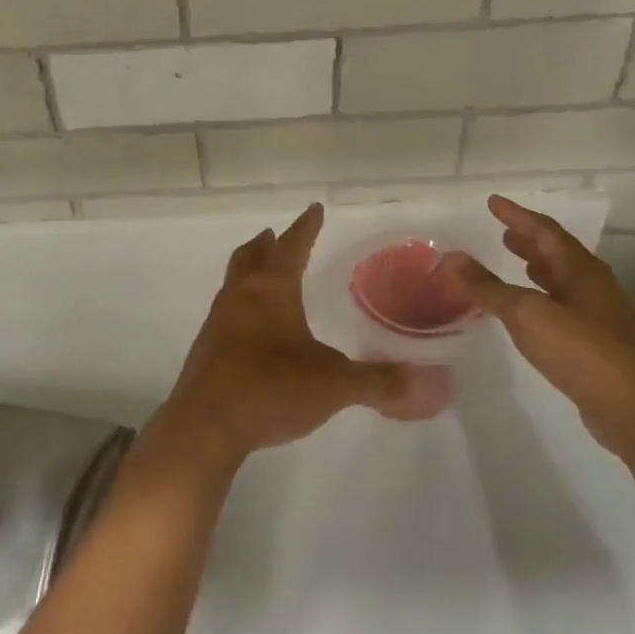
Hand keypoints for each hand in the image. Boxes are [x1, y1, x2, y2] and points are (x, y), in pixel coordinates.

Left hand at [151, 204, 450, 469]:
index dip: (306, 228)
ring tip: (263, 273)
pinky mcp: (207, 349)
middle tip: (275, 234)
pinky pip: (226, 312)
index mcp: (271, 290)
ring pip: (234, 282)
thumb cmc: (271, 388)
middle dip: (267, 244)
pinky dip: (241, 304)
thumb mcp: (334, 385)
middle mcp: (240, 296)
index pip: (292, 246)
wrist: (206, 425)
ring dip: (249, 271)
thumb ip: (380, 382)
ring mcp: (218, 322)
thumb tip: (428, 383)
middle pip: (251, 256)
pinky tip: (251, 328)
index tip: (313, 209)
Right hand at [446, 196, 634, 469]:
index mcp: (580, 269)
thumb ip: (488, 287)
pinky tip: (532, 310)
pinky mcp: (599, 342)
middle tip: (503, 233)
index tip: (493, 202)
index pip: (544, 230)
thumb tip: (452, 258)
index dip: (517, 215)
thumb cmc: (579, 349)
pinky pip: (565, 304)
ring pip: (564, 279)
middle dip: (530, 241)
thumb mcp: (525, 313)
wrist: (632, 407)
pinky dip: (544, 296)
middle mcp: (594, 285)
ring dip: (539, 268)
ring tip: (516, 262)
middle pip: (558, 253)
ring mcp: (600, 314)